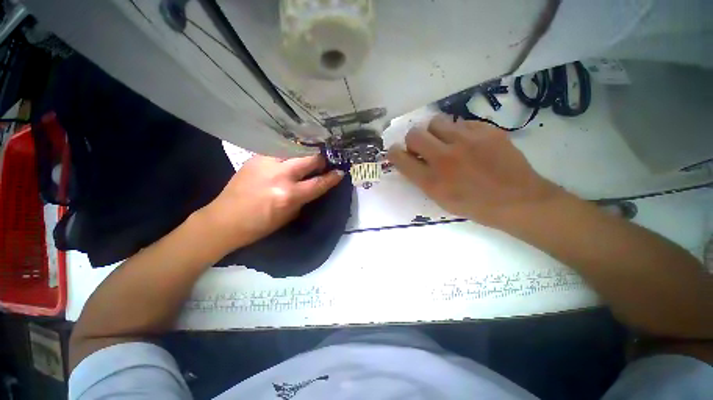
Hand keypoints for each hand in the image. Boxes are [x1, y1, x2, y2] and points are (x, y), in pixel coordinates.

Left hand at [198, 154, 343, 253]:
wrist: (225, 220)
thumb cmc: (260, 224)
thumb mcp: (289, 215)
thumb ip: (304, 197)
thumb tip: (315, 185)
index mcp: (290, 195)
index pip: (319, 183)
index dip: (333, 177)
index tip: (340, 172)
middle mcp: (281, 175)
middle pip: (310, 159)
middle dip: (321, 160)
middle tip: (324, 163)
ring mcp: (267, 163)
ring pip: (295, 150)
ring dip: (305, 154)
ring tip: (308, 157)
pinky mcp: (256, 157)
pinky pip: (279, 151)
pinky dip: (289, 153)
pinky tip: (290, 156)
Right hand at [387, 115, 561, 225]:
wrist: (517, 200)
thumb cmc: (475, 205)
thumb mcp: (441, 199)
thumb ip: (422, 178)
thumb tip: (412, 160)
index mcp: (431, 181)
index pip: (400, 158)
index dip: (394, 153)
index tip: (396, 151)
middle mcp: (444, 158)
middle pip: (414, 135)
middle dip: (413, 140)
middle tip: (423, 147)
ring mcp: (466, 141)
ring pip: (435, 121)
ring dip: (434, 132)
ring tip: (445, 141)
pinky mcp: (486, 131)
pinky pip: (461, 122)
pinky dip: (458, 132)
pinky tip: (468, 143)